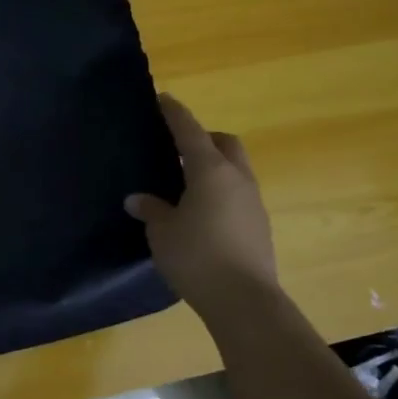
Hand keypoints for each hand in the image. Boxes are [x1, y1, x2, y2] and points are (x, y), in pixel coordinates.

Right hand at [126, 94, 279, 318]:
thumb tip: (137, 199)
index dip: (175, 113)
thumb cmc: (197, 257)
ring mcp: (253, 202)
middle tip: (180, 148)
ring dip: (216, 167)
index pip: (190, 130)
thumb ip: (151, 209)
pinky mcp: (260, 225)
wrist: (244, 300)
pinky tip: (204, 213)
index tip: (163, 98)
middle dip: (205, 138)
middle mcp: (237, 178)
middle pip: (225, 143)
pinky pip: (239, 193)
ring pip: (236, 169)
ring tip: (189, 183)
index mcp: (210, 170)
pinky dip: (222, 191)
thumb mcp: (162, 232)